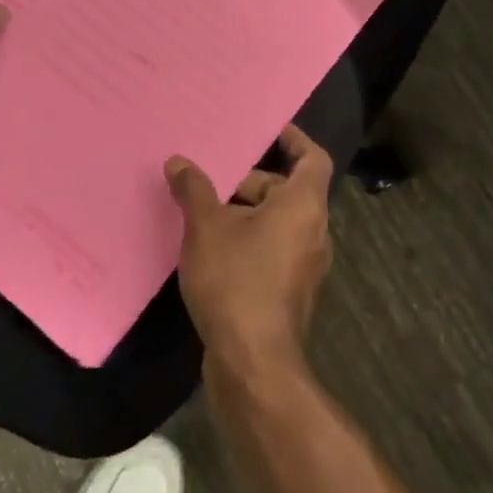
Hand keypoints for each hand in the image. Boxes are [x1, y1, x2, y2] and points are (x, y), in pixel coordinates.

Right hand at [167, 124, 333, 370]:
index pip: (313, 159)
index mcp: (304, 206)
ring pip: (277, 222)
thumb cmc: (236, 280)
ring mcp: (305, 264)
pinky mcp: (291, 290)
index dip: (294, 140)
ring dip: (245, 213)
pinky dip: (249, 239)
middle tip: (212, 180)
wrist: (253, 362)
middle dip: (251, 181)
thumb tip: (178, 161)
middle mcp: (314, 231)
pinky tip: (211, 249)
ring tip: (203, 213)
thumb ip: (194, 189)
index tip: (269, 130)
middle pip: (287, 190)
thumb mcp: (206, 228)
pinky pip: (272, 248)